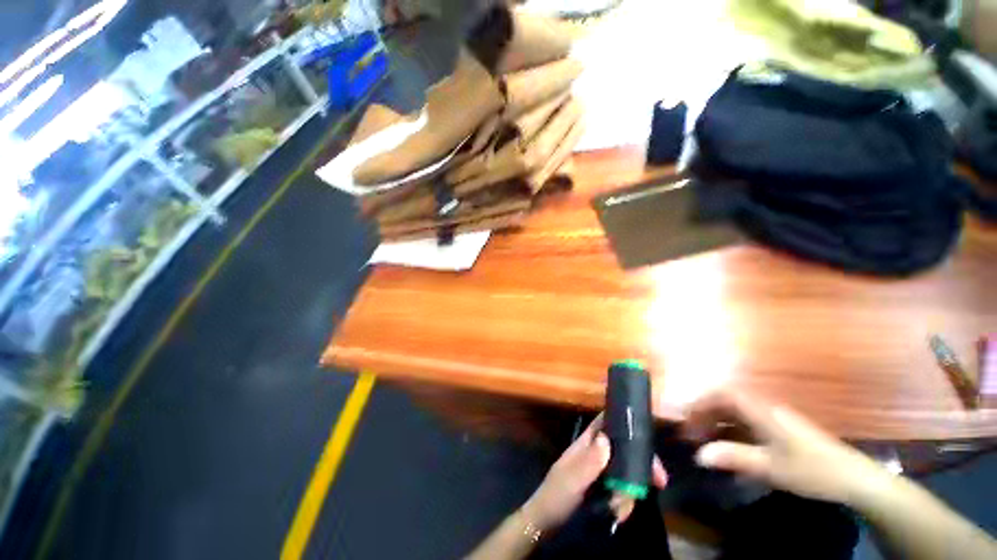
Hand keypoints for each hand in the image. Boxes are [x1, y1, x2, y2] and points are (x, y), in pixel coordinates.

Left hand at [522, 415, 667, 531]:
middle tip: (659, 480)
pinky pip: (622, 492)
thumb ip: (588, 461)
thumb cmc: (555, 496)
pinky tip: (619, 514)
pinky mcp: (603, 491)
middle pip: (623, 449)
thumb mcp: (571, 479)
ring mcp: (600, 473)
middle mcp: (595, 454)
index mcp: (586, 444)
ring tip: (622, 509)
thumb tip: (607, 438)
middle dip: (640, 464)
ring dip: (630, 490)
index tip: (646, 434)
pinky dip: (624, 503)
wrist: (545, 525)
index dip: (624, 422)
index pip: (605, 423)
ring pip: (626, 473)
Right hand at [685, 390, 883, 504]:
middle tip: (693, 432)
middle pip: (728, 400)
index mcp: (762, 411)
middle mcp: (766, 408)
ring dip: (719, 421)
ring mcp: (775, 418)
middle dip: (706, 413)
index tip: (688, 418)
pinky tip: (731, 447)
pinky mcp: (781, 429)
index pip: (724, 394)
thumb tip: (698, 454)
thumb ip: (734, 458)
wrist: (854, 478)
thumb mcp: (771, 467)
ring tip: (707, 440)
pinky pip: (748, 422)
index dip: (702, 401)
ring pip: (737, 411)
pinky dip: (733, 429)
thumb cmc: (811, 469)